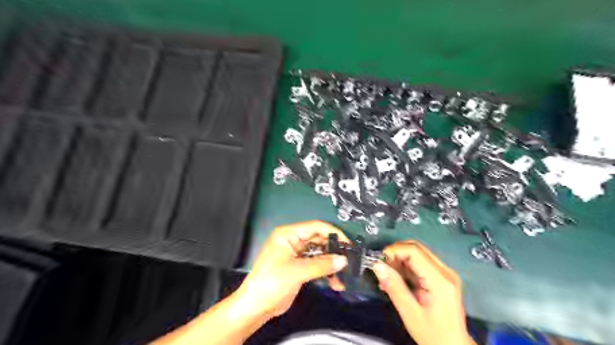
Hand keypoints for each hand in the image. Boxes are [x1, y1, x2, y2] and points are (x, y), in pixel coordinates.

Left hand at [236, 222, 349, 318]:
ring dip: (332, 264)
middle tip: (349, 260)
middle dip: (334, 251)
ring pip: (320, 254)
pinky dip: (326, 273)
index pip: (315, 227)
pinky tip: (335, 283)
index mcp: (288, 234)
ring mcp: (297, 255)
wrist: (256, 307)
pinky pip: (317, 265)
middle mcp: (294, 241)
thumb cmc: (271, 283)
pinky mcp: (300, 267)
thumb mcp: (297, 272)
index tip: (347, 243)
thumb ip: (321, 264)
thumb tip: (343, 260)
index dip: (333, 233)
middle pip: (319, 240)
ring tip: (344, 275)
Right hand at [370, 240, 473, 344]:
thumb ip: (394, 287)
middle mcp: (445, 271)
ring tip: (386, 276)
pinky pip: (420, 263)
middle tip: (381, 268)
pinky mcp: (441, 277)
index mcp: (440, 279)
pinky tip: (396, 279)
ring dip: (399, 260)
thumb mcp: (410, 313)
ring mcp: (445, 273)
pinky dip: (405, 267)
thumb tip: (377, 265)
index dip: (394, 250)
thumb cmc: (433, 334)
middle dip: (395, 253)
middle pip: (416, 248)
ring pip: (417, 254)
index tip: (379, 261)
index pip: (415, 251)